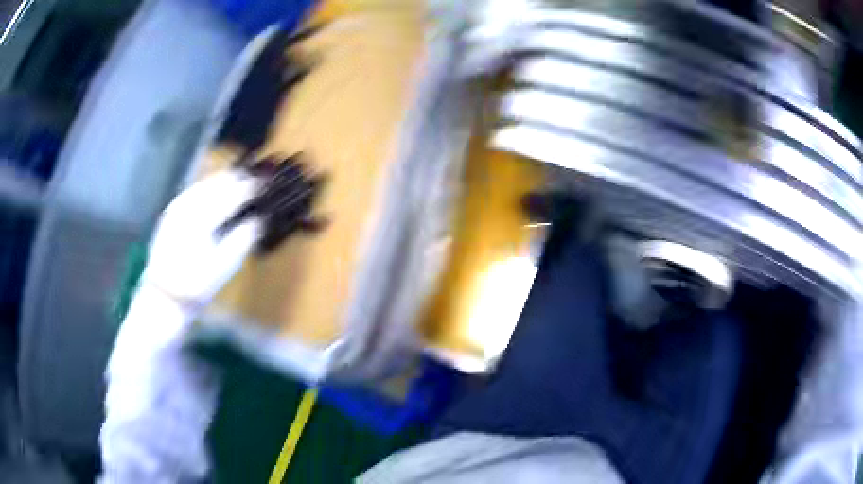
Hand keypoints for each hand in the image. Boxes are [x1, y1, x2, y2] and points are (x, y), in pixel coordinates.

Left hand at [141, 169, 262, 308]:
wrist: (164, 295)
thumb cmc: (196, 284)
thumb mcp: (224, 268)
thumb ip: (242, 239)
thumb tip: (258, 220)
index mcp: (204, 218)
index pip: (232, 195)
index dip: (251, 187)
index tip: (265, 183)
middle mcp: (190, 206)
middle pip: (217, 184)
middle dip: (237, 179)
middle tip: (255, 177)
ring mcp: (177, 208)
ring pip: (204, 183)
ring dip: (222, 179)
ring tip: (237, 177)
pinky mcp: (171, 213)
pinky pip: (193, 190)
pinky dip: (207, 186)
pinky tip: (212, 187)